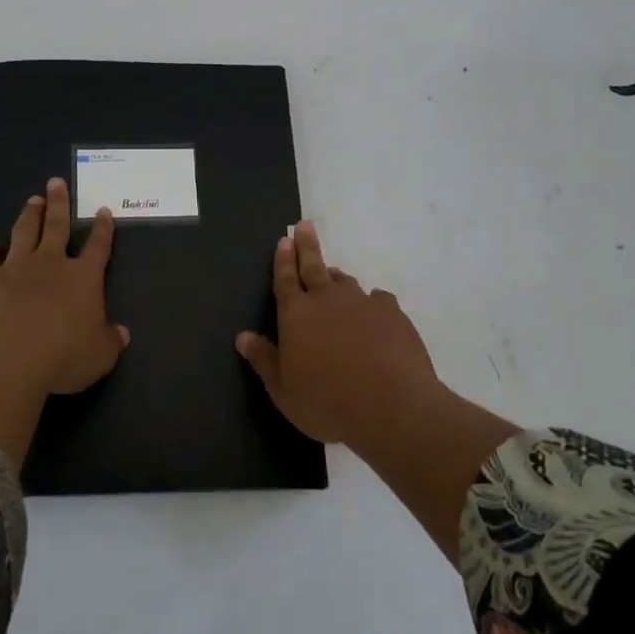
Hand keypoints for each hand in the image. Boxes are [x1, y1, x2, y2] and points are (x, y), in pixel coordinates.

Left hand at [0, 177, 129, 396]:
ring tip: (33, 200)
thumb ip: (110, 340)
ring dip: (30, 215)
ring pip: (24, 232)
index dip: (102, 229)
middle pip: (57, 226)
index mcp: (83, 278)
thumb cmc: (62, 357)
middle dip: (59, 203)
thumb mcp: (99, 356)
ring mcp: (15, 268)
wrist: (5, 359)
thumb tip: (122, 333)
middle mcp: (50, 264)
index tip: (103, 210)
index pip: (98, 247)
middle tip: (56, 182)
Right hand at [236, 220, 438, 449]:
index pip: (285, 279)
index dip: (282, 260)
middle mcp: (327, 299)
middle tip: (304, 226)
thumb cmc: (328, 403)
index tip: (284, 240)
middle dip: (306, 245)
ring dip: (336, 278)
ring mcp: (362, 302)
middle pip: (313, 265)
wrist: (392, 407)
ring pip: (345, 281)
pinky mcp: (392, 313)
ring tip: (334, 277)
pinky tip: (375, 312)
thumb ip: (263, 360)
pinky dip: (372, 303)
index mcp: (296, 314)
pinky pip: (378, 299)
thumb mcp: (284, 391)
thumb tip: (242, 337)